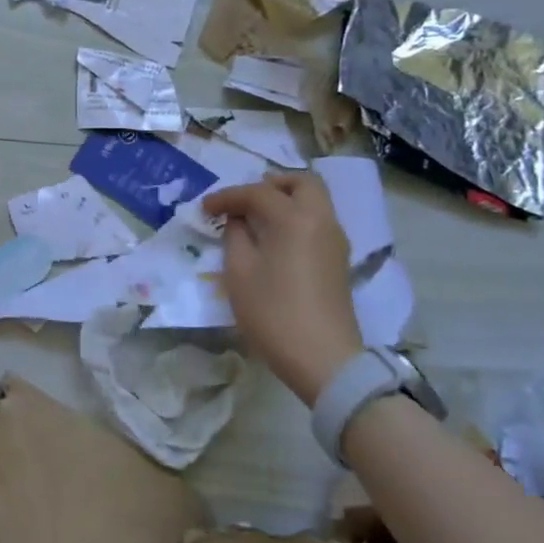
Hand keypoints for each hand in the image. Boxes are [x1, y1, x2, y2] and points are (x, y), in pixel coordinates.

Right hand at [202, 171, 362, 405]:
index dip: (227, 197)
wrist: (323, 359)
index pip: (257, 192)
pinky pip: (318, 222)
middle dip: (271, 184)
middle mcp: (321, 221)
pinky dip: (296, 218)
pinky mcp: (338, 261)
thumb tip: (238, 221)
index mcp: (294, 219)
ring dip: (286, 200)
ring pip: (315, 201)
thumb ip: (236, 236)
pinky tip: (274, 239)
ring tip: (256, 218)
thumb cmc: (273, 312)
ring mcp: (335, 241)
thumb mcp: (239, 272)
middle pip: (302, 183)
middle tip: (245, 199)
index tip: (205, 208)